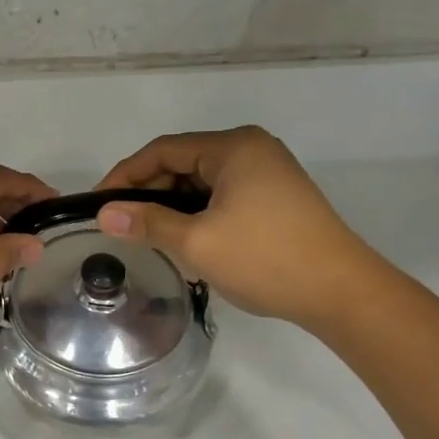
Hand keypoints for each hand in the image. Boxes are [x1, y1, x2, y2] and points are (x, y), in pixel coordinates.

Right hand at [94, 126, 384, 328]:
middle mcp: (251, 150)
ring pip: (202, 183)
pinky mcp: (276, 198)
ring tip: (148, 237)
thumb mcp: (197, 242)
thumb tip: (104, 215)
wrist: (340, 291)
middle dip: (149, 193)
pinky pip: (222, 197)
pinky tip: (184, 240)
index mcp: (233, 147)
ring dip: (172, 207)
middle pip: (183, 163)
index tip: (98, 205)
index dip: (125, 175)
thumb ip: (147, 224)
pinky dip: (197, 214)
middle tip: (121, 226)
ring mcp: (267, 173)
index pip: (163, 150)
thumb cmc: (265, 259)